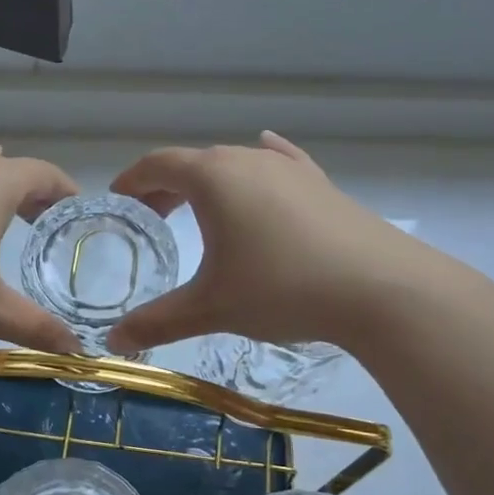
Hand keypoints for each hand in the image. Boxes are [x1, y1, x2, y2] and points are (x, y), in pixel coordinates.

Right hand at [106, 131, 433, 353]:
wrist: (380, 288)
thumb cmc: (281, 288)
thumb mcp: (212, 307)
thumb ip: (158, 322)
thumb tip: (114, 343)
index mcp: (213, 177)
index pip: (157, 164)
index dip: (132, 181)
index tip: (118, 201)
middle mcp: (248, 159)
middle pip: (194, 162)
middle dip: (166, 187)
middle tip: (151, 217)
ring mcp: (289, 168)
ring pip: (236, 165)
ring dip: (209, 183)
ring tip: (199, 210)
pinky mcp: (321, 184)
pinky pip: (280, 164)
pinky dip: (261, 165)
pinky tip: (267, 151)